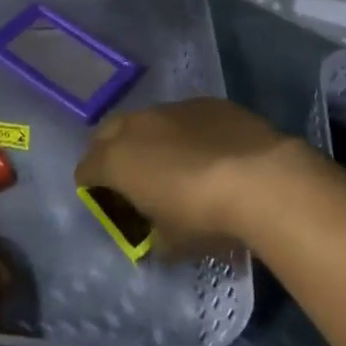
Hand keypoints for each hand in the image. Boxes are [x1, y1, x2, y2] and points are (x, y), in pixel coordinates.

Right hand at [74, 99, 314, 250]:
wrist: (261, 179)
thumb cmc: (204, 216)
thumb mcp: (172, 243)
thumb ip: (153, 239)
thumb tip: (154, 240)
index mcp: (116, 160)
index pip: (85, 169)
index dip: (90, 186)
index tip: (104, 200)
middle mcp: (136, 126)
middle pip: (107, 134)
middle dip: (110, 153)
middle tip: (129, 177)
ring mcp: (171, 109)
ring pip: (146, 120)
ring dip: (149, 139)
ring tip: (171, 162)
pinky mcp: (206, 102)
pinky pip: (183, 116)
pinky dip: (184, 132)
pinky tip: (207, 151)